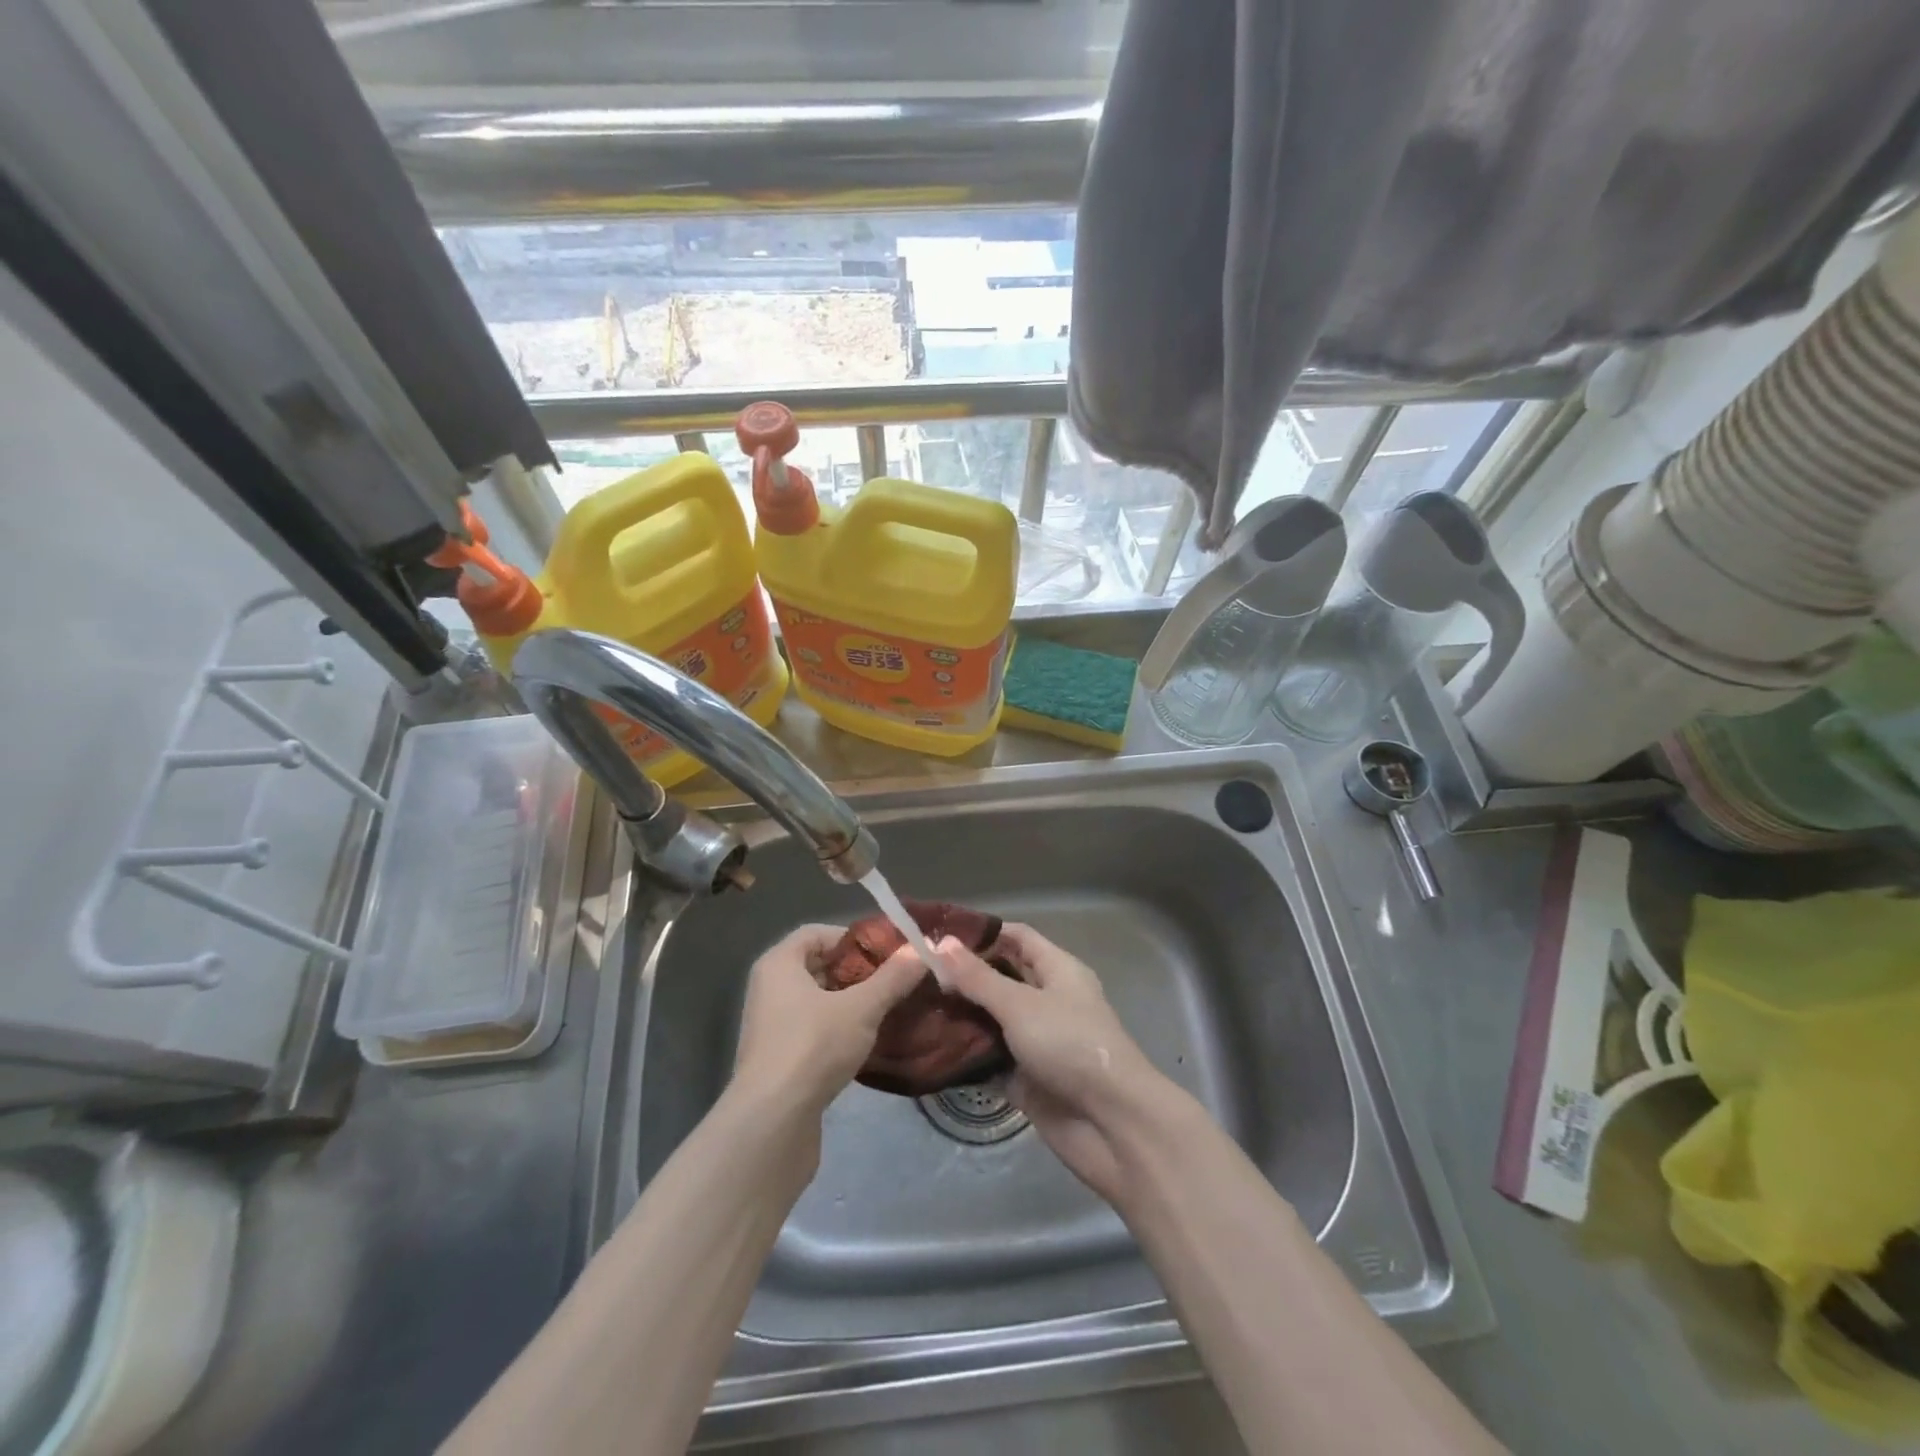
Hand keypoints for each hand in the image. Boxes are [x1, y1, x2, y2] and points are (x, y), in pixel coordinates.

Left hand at [733, 923, 926, 1115]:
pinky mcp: (777, 1058)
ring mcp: (770, 1025)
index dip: (852, 938)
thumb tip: (922, 949)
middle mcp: (768, 988)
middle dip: (855, 972)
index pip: (817, 933)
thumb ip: (892, 978)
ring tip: (885, 1010)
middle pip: (817, 965)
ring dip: (849, 1003)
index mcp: (778, 964)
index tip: (884, 954)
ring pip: (816, 1000)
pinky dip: (836, 1029)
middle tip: (891, 981)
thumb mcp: (861, 1008)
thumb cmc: (813, 1047)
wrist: (772, 1121)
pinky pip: (811, 1029)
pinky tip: (864, 1042)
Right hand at [937, 924, 1163, 1200]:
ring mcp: (1037, 1040)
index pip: (1017, 937)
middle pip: (1002, 977)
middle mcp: (1048, 1000)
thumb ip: (978, 977)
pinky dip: (966, 1053)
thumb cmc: (1069, 1045)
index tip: (938, 933)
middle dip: (964, 974)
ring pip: (993, 1019)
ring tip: (913, 1004)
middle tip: (915, 971)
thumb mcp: (1020, 1004)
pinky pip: (991, 1058)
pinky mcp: (1027, 1078)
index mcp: (1058, 970)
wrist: (1110, 1124)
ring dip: (961, 1014)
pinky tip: (929, 1046)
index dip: (982, 932)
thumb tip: (939, 942)